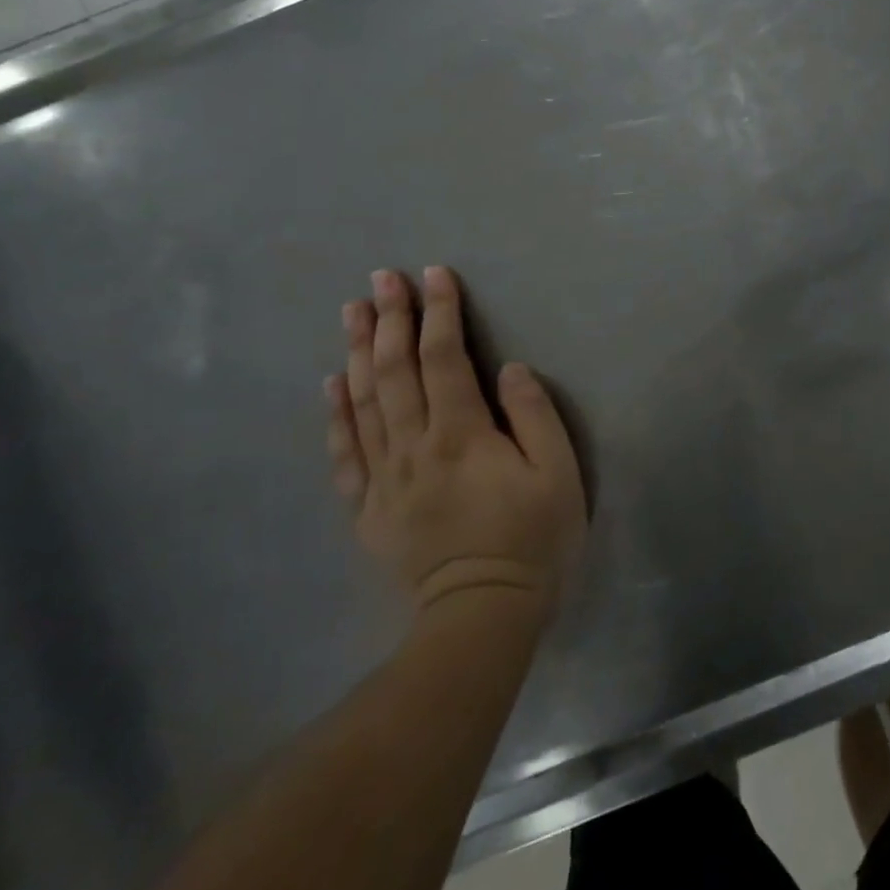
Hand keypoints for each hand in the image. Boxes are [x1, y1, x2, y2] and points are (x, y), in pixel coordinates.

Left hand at [325, 266, 585, 617]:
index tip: (435, 274)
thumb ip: (534, 416)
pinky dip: (336, 414)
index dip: (439, 313)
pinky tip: (332, 383)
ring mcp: (384, 477)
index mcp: (461, 434)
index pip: (444, 358)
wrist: (482, 614)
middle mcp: (414, 446)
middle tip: (383, 277)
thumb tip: (509, 369)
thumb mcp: (558, 474)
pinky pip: (345, 452)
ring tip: (352, 311)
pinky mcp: (369, 507)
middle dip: (390, 318)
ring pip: (364, 402)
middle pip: (394, 370)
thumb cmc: (532, 539)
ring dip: (357, 351)